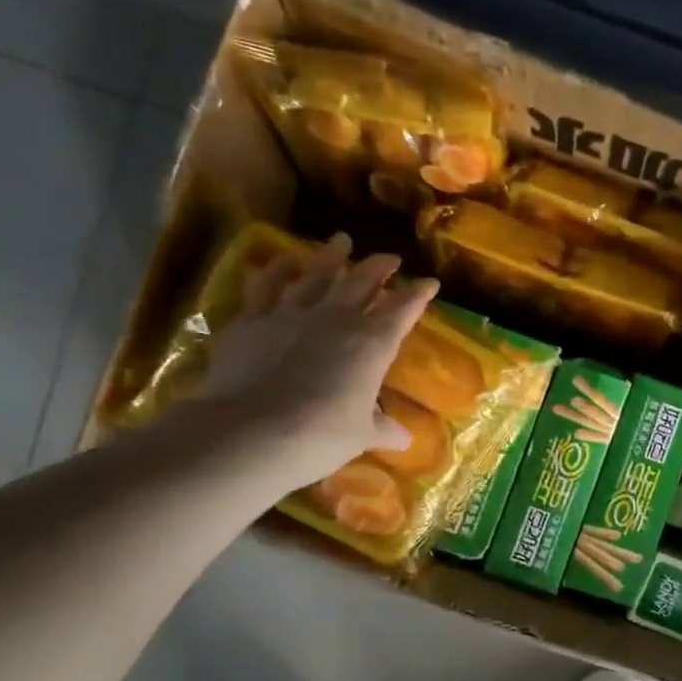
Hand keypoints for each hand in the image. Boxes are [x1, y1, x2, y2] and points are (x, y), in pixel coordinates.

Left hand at [189, 234, 437, 490]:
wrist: (254, 431)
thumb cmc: (322, 436)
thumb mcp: (361, 436)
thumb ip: (382, 429)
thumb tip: (404, 440)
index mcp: (373, 343)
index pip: (403, 310)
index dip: (418, 295)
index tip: (429, 283)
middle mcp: (337, 318)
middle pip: (363, 281)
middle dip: (379, 267)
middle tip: (390, 258)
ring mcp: (292, 314)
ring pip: (317, 274)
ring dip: (331, 256)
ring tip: (340, 240)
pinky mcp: (252, 320)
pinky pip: (266, 286)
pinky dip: (276, 270)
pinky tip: (283, 260)